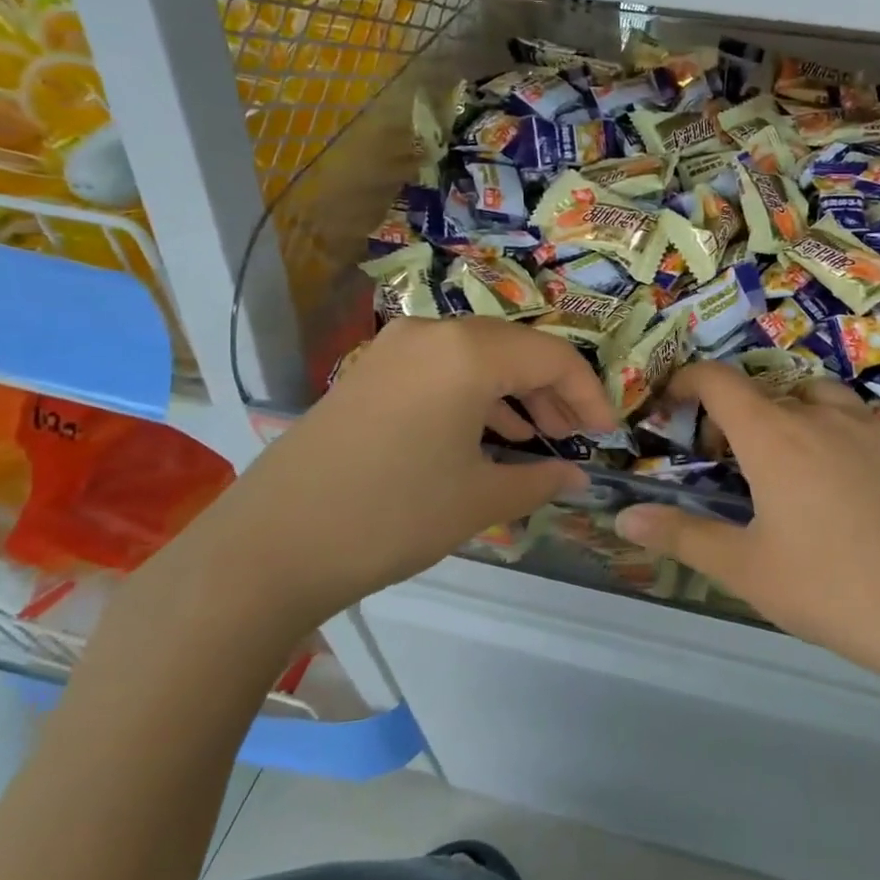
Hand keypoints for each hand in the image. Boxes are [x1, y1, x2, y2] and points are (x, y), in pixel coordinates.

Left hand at [202, 317, 615, 635]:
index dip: (590, 395)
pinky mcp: (371, 371)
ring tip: (537, 439)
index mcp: (468, 352)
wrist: (271, 546)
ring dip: (515, 393)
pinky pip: (442, 369)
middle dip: (553, 392)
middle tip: (574, 438)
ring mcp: (395, 349)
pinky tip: (487, 434)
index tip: (608, 434)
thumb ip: (539, 479)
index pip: (553, 357)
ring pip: (478, 357)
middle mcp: (433, 333)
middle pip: (516, 350)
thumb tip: (577, 476)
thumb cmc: (392, 516)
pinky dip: (475, 395)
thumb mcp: (479, 500)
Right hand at [615, 363, 879, 697]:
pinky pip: (864, 424)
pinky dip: (841, 437)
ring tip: (795, 465)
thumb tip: (623, 518)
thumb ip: (682, 535)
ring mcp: (874, 427)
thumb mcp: (745, 568)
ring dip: (794, 416)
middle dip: (740, 414)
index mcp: (774, 436)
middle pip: (769, 390)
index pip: (720, 381)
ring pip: (821, 399)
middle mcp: (822, 416)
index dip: (689, 379)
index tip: (674, 399)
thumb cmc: (829, 588)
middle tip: (733, 462)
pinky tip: (852, 489)